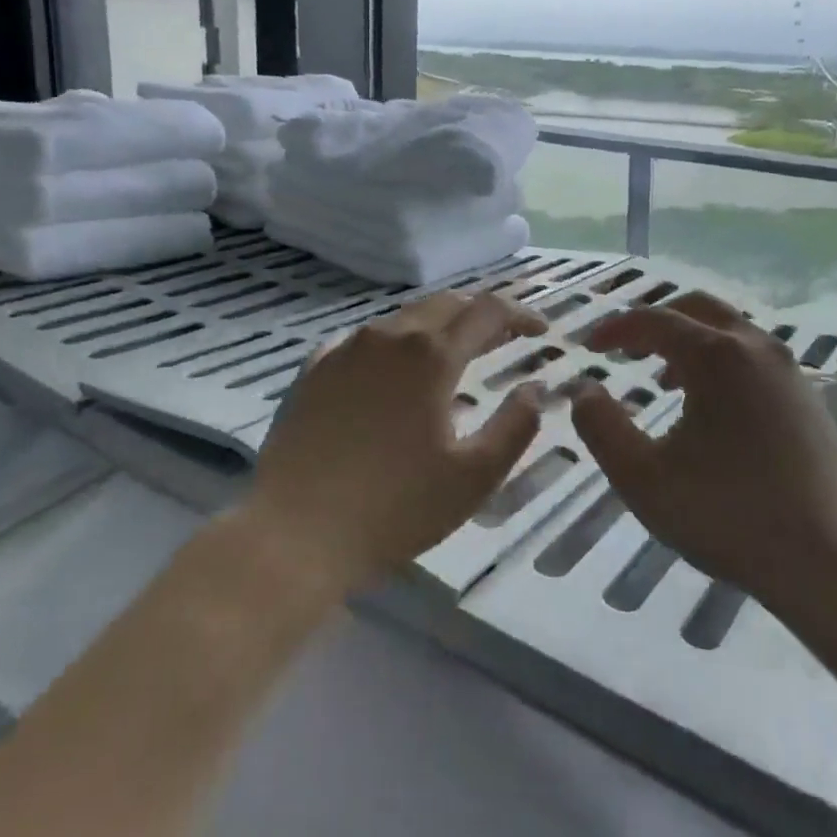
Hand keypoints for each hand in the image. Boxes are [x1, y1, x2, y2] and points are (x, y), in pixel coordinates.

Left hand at [244, 290, 547, 595]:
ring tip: (452, 353)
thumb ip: (515, 426)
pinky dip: (393, 344)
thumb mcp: (474, 476)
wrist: (295, 533)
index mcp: (431, 355)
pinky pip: (363, 339)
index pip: (488, 311)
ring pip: (402, 318)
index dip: (521, 315)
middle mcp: (388, 336)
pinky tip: (392, 370)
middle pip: (445, 304)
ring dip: (437, 325)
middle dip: (480, 313)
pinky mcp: (313, 370)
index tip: (541, 332)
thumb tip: (536, 388)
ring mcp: (345, 349)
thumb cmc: (395, 508)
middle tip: (502, 337)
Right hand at [570, 291, 836, 614]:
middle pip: (697, 308)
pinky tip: (711, 408)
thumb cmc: (728, 516)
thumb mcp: (643, 478)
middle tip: (626, 349)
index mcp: (716, 356)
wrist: (831, 559)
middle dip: (655, 322)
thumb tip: (583, 390)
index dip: (615, 329)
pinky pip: (753, 357)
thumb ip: (601, 427)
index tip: (588, 347)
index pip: (654, 320)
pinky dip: (720, 362)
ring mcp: (789, 371)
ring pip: (730, 331)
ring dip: (689, 342)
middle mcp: (756, 348)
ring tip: (662, 380)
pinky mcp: (809, 397)